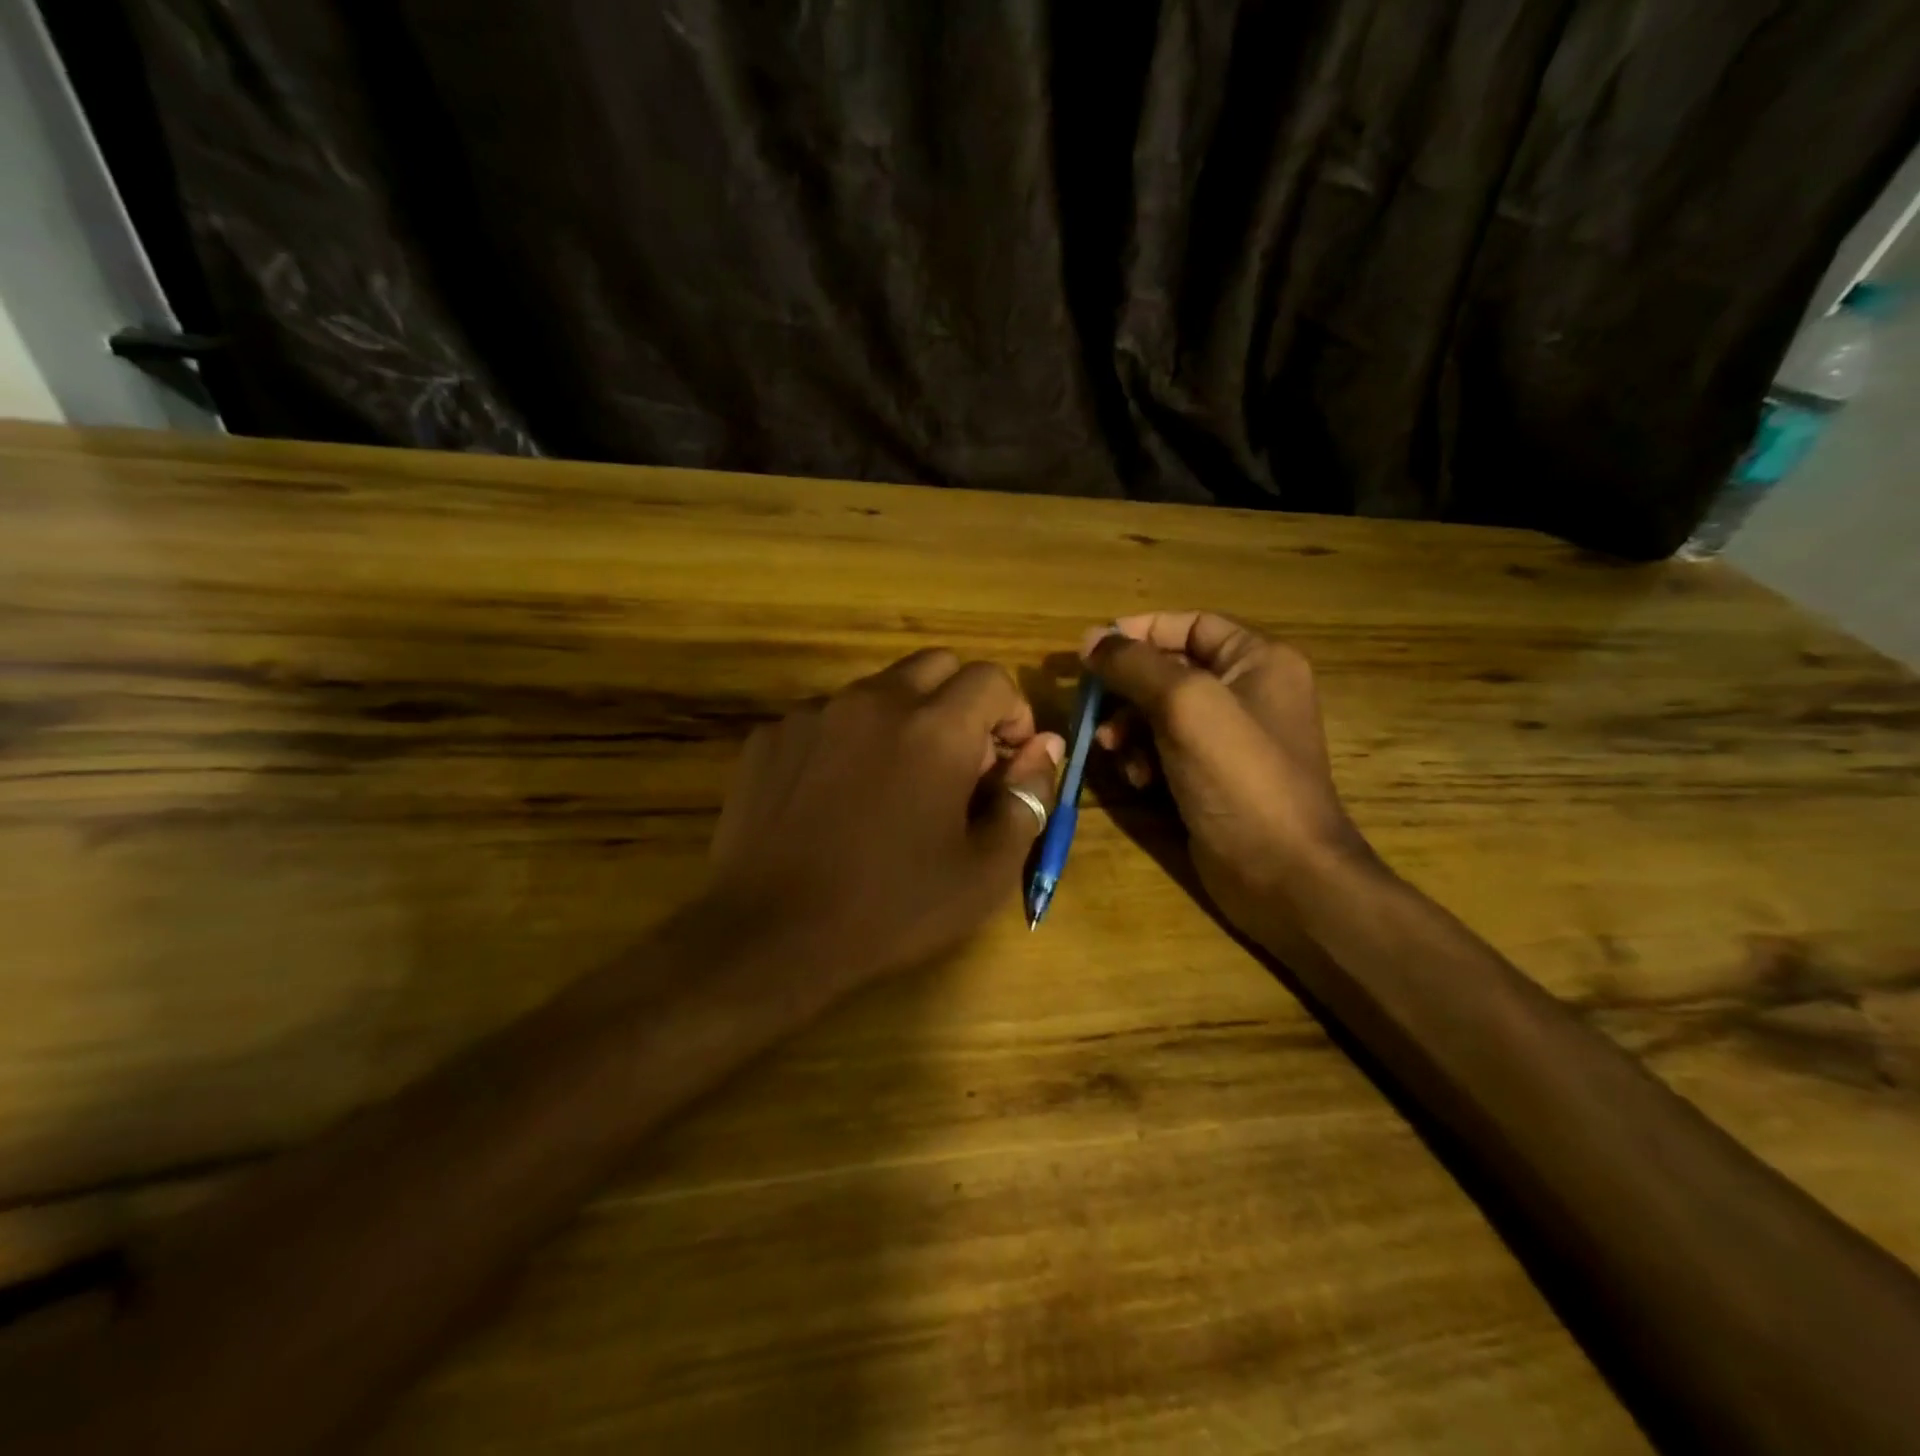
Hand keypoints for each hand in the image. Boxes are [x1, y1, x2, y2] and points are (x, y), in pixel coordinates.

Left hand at [701, 649, 1062, 998]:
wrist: (770, 936)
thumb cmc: (891, 909)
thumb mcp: (984, 871)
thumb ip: (1027, 797)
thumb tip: (1046, 748)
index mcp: (935, 728)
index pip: (992, 678)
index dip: (1012, 715)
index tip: (1006, 761)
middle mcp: (874, 701)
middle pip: (936, 666)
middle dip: (960, 702)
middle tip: (957, 765)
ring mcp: (814, 714)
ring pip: (878, 690)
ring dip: (902, 720)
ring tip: (892, 786)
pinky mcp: (770, 736)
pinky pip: (826, 718)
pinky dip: (847, 741)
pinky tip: (835, 799)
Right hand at [1084, 612, 1372, 947]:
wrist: (1282, 874)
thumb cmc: (1240, 777)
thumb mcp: (1185, 705)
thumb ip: (1135, 665)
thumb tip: (1090, 639)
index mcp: (1258, 661)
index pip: (1190, 625)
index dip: (1139, 631)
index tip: (1091, 650)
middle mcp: (1249, 693)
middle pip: (1170, 671)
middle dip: (1126, 690)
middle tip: (1092, 710)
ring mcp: (1231, 740)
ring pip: (1161, 714)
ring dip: (1129, 728)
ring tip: (1112, 750)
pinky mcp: (1213, 779)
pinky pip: (1166, 751)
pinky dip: (1144, 759)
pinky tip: (1137, 780)